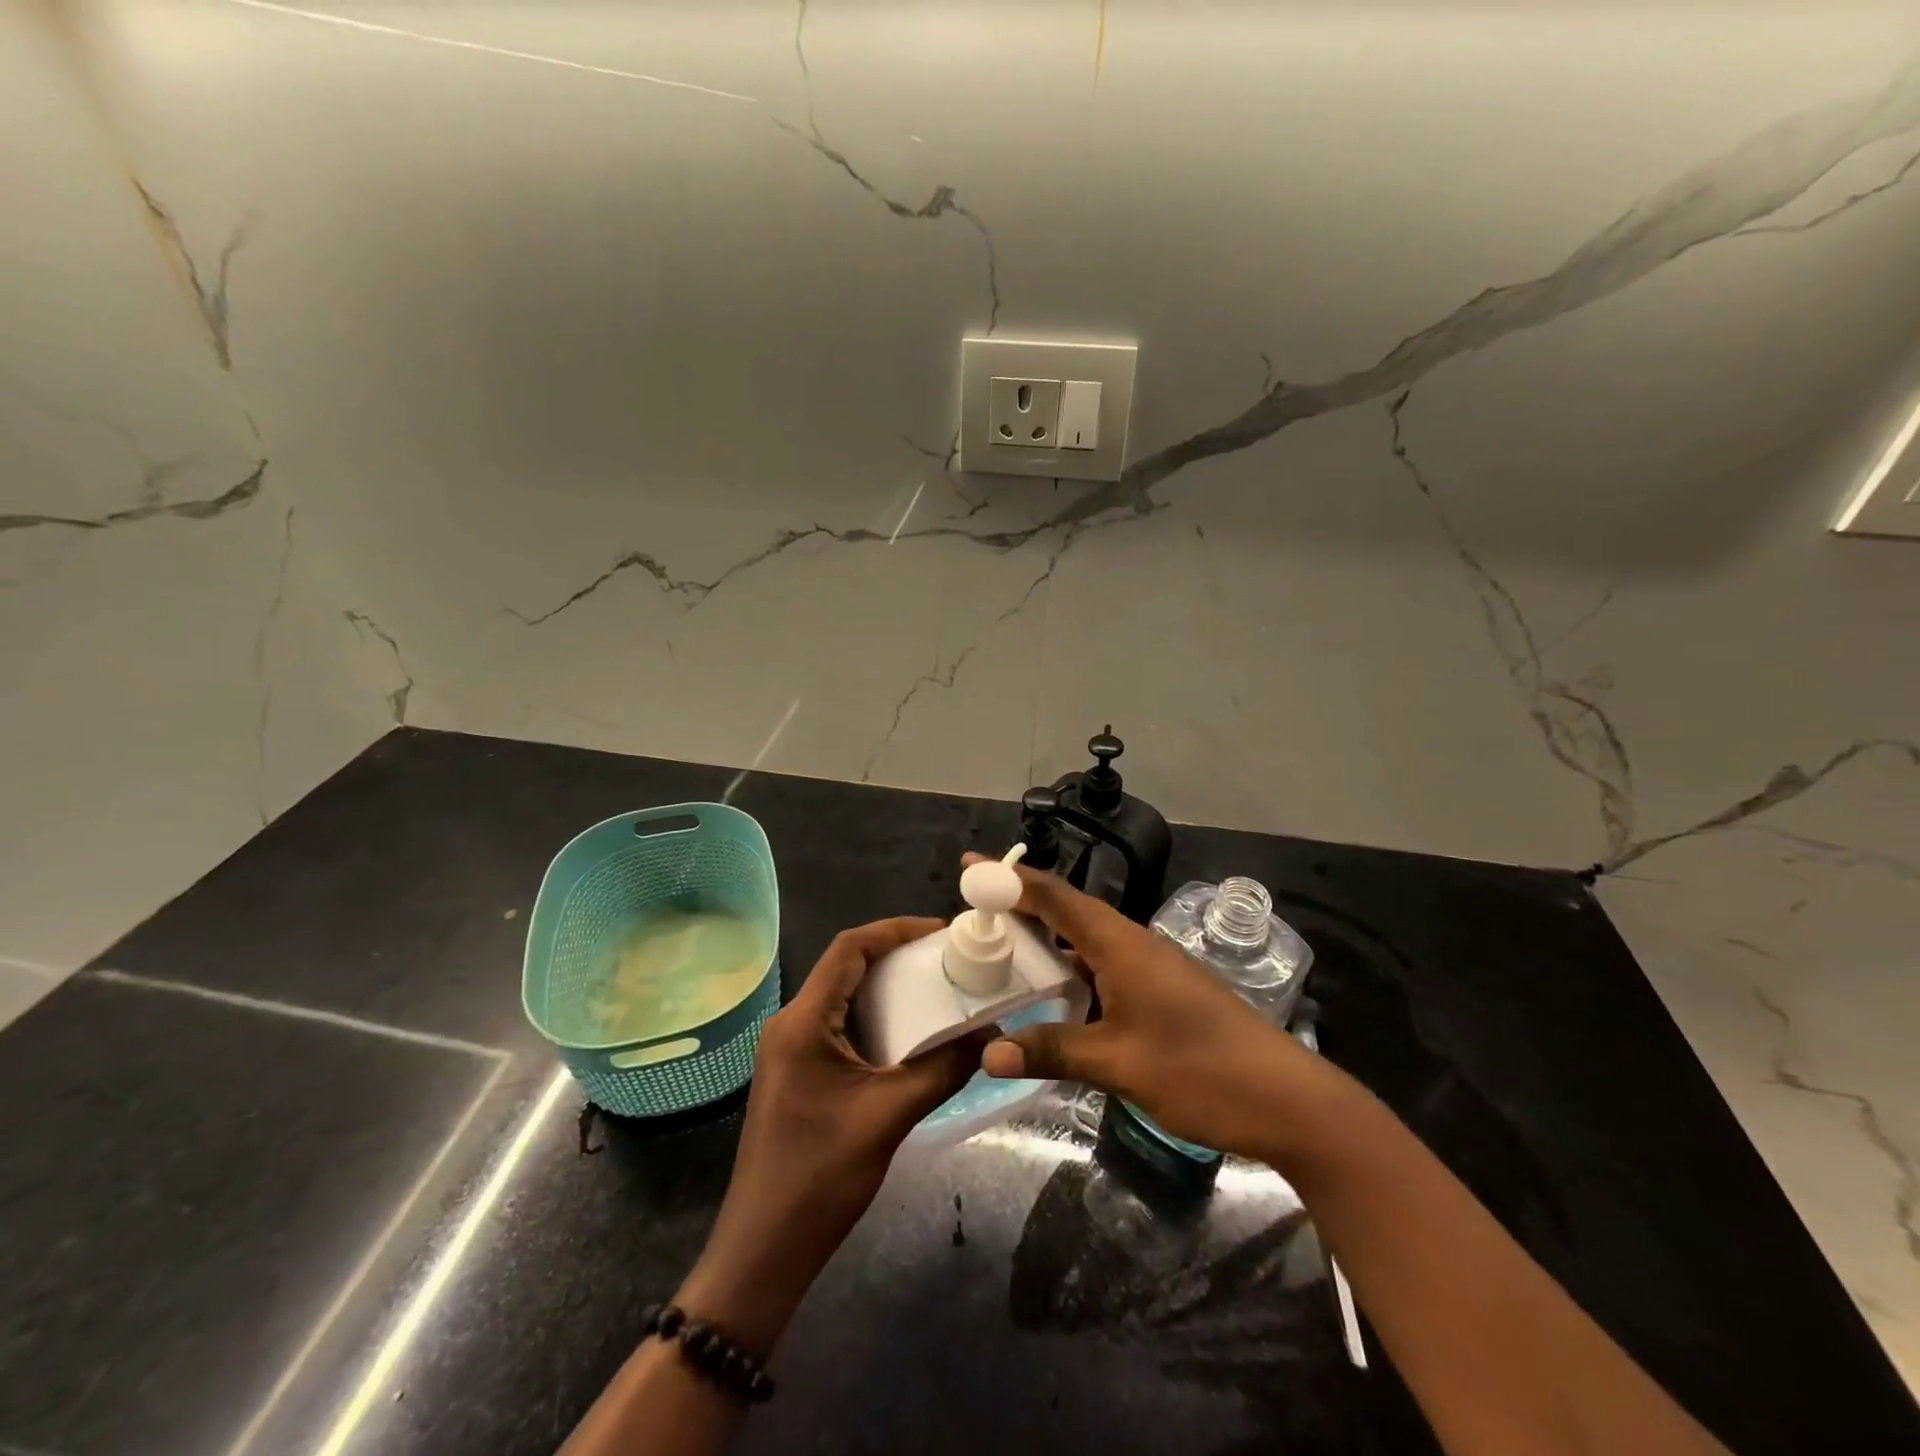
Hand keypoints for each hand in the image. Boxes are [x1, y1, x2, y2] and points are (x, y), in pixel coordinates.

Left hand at [678, 918, 986, 1353]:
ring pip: (845, 996)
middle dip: (898, 955)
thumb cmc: (819, 1179)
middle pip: (847, 967)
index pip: (849, 949)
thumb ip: (943, 1069)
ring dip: (889, 987)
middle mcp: (792, 1023)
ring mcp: (791, 1048)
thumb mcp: (889, 1117)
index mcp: (803, 1021)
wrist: (763, 1251)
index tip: (941, 931)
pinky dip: (877, 1017)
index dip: (895, 930)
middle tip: (949, 957)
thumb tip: (992, 1036)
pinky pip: (840, 1024)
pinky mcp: (798, 1070)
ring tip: (939, 986)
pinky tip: (912, 1030)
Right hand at [971, 857, 1323, 1160]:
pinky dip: (1071, 969)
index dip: (1011, 879)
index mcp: (1121, 945)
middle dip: (1022, 906)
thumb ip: (1052, 1050)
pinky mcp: (1163, 991)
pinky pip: (1103, 965)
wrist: (1287, 1100)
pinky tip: (1054, 995)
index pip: (1056, 898)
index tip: (971, 865)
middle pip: (1069, 911)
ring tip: (1003, 949)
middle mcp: (1134, 944)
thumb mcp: (1119, 1063)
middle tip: (976, 911)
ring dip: (1046, 940)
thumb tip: (989, 1052)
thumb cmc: (1200, 1071)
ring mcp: (1152, 967)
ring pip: (1087, 941)